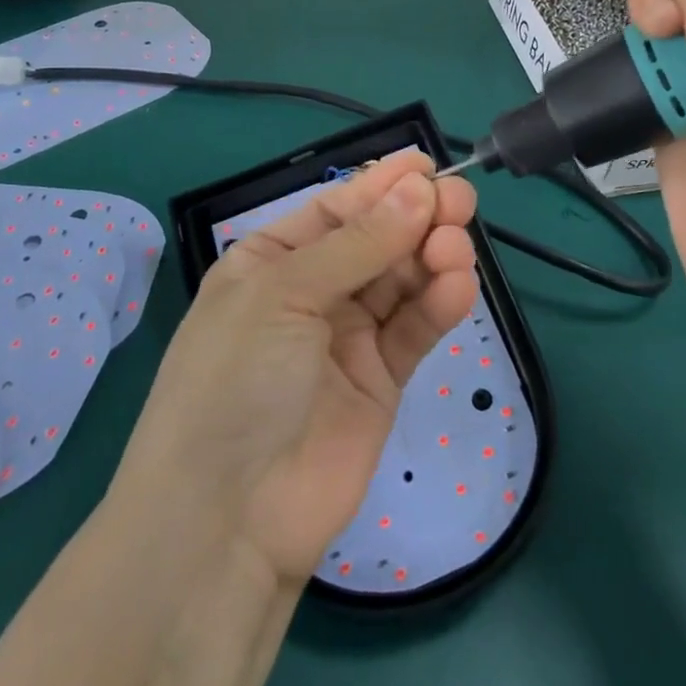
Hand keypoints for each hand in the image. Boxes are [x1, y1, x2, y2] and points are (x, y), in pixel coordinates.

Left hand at [114, 150, 478, 584]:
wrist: (226, 521)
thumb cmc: (236, 381)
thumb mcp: (285, 296)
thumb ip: (359, 244)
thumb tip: (419, 189)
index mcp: (271, 262)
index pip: (336, 209)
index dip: (381, 185)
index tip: (427, 164)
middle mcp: (311, 293)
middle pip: (376, 240)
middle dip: (416, 217)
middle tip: (459, 200)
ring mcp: (347, 337)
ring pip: (401, 280)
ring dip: (432, 257)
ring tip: (456, 246)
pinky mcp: (381, 380)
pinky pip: (414, 328)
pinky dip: (438, 305)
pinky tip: (458, 286)